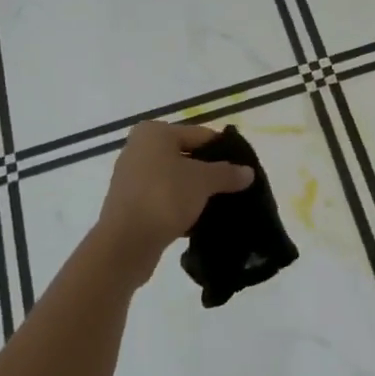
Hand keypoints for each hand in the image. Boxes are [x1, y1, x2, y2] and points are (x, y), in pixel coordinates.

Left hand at [95, 122, 253, 280]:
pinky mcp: (130, 204)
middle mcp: (139, 149)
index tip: (243, 169)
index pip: (200, 135)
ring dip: (195, 192)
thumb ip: (227, 173)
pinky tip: (198, 221)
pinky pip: (163, 199)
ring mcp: (132, 178)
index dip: (224, 151)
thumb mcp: (203, 181)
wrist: (126, 242)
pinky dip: (180, 207)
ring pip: (175, 180)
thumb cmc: (164, 197)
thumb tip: (248, 172)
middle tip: (235, 188)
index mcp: (154, 133)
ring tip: (220, 206)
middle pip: (186, 156)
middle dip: (210, 173)